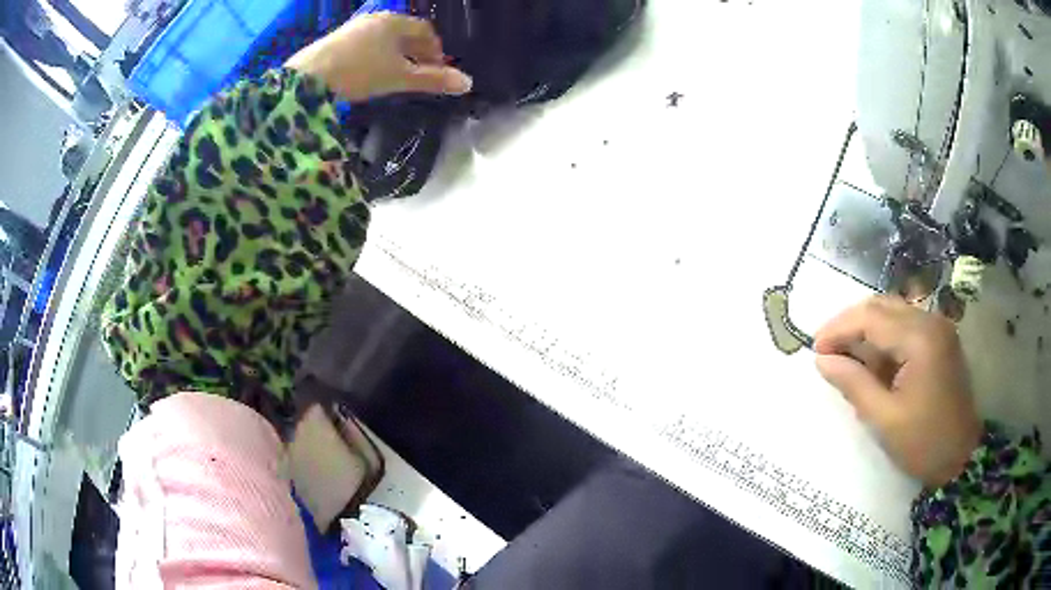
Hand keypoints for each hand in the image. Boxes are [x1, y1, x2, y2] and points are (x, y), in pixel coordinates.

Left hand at [285, 13, 472, 101]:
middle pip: (404, 33)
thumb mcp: (399, 77)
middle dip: (416, 52)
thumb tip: (468, 83)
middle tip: (420, 73)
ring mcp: (354, 27)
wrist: (308, 78)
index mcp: (395, 22)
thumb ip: (432, 80)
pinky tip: (370, 72)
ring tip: (396, 74)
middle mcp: (376, 19)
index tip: (437, 69)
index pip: (425, 31)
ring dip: (395, 54)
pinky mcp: (336, 40)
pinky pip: (365, 43)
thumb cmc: (360, 72)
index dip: (435, 50)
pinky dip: (375, 55)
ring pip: (384, 38)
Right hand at [814, 296, 981, 487]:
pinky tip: (874, 361)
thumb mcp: (884, 419)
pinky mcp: (941, 339)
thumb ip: (854, 384)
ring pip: (893, 312)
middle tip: (827, 351)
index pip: (871, 318)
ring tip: (847, 357)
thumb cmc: (923, 443)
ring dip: (867, 330)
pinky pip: (906, 325)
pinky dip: (885, 338)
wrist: (961, 456)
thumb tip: (822, 361)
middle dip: (851, 325)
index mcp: (920, 339)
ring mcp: (939, 328)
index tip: (814, 348)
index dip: (839, 329)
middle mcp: (931, 321)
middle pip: (882, 306)